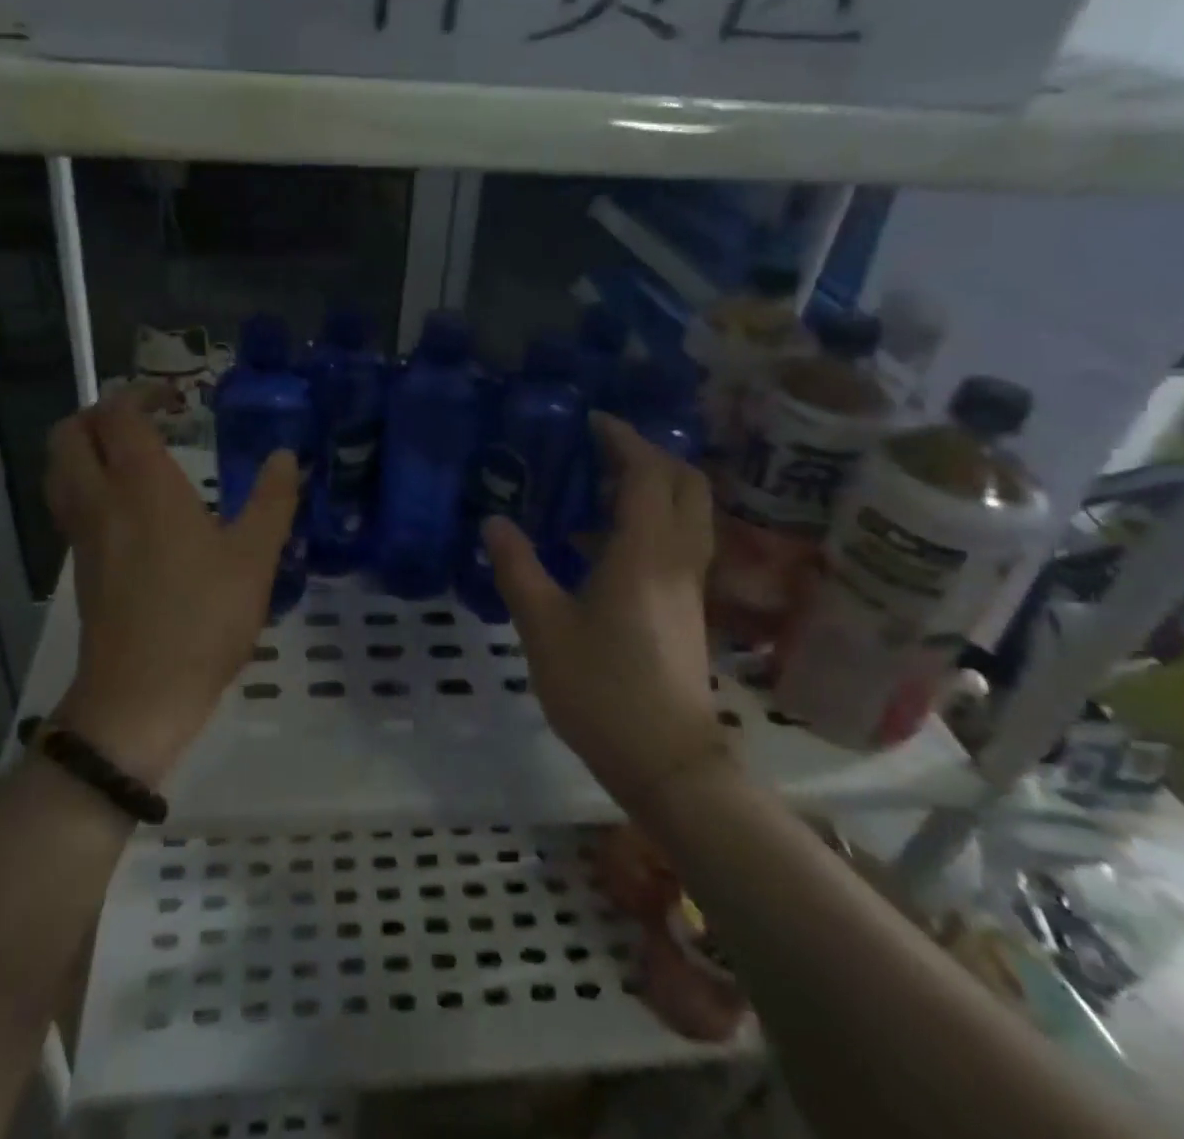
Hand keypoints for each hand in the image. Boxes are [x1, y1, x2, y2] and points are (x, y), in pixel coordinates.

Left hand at [44, 389, 300, 785]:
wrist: (139, 696)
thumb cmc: (202, 619)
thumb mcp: (255, 558)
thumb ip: (273, 500)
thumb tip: (285, 456)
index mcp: (142, 485)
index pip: (120, 413)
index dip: (142, 393)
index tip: (177, 399)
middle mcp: (101, 499)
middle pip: (69, 433)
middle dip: (100, 413)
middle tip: (143, 420)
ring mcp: (82, 534)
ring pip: (59, 469)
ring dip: (86, 447)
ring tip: (130, 457)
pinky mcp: (80, 566)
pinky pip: (69, 504)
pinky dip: (87, 484)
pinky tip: (129, 509)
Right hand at [484, 412, 720, 805]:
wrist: (666, 761)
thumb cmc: (601, 689)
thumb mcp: (543, 627)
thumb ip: (518, 568)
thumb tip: (494, 521)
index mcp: (645, 552)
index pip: (647, 473)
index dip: (623, 439)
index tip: (591, 421)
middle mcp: (678, 557)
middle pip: (685, 482)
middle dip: (649, 454)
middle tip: (601, 450)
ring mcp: (688, 584)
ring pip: (687, 512)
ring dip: (652, 486)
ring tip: (596, 488)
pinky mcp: (686, 606)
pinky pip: (677, 540)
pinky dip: (649, 520)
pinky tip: (600, 543)